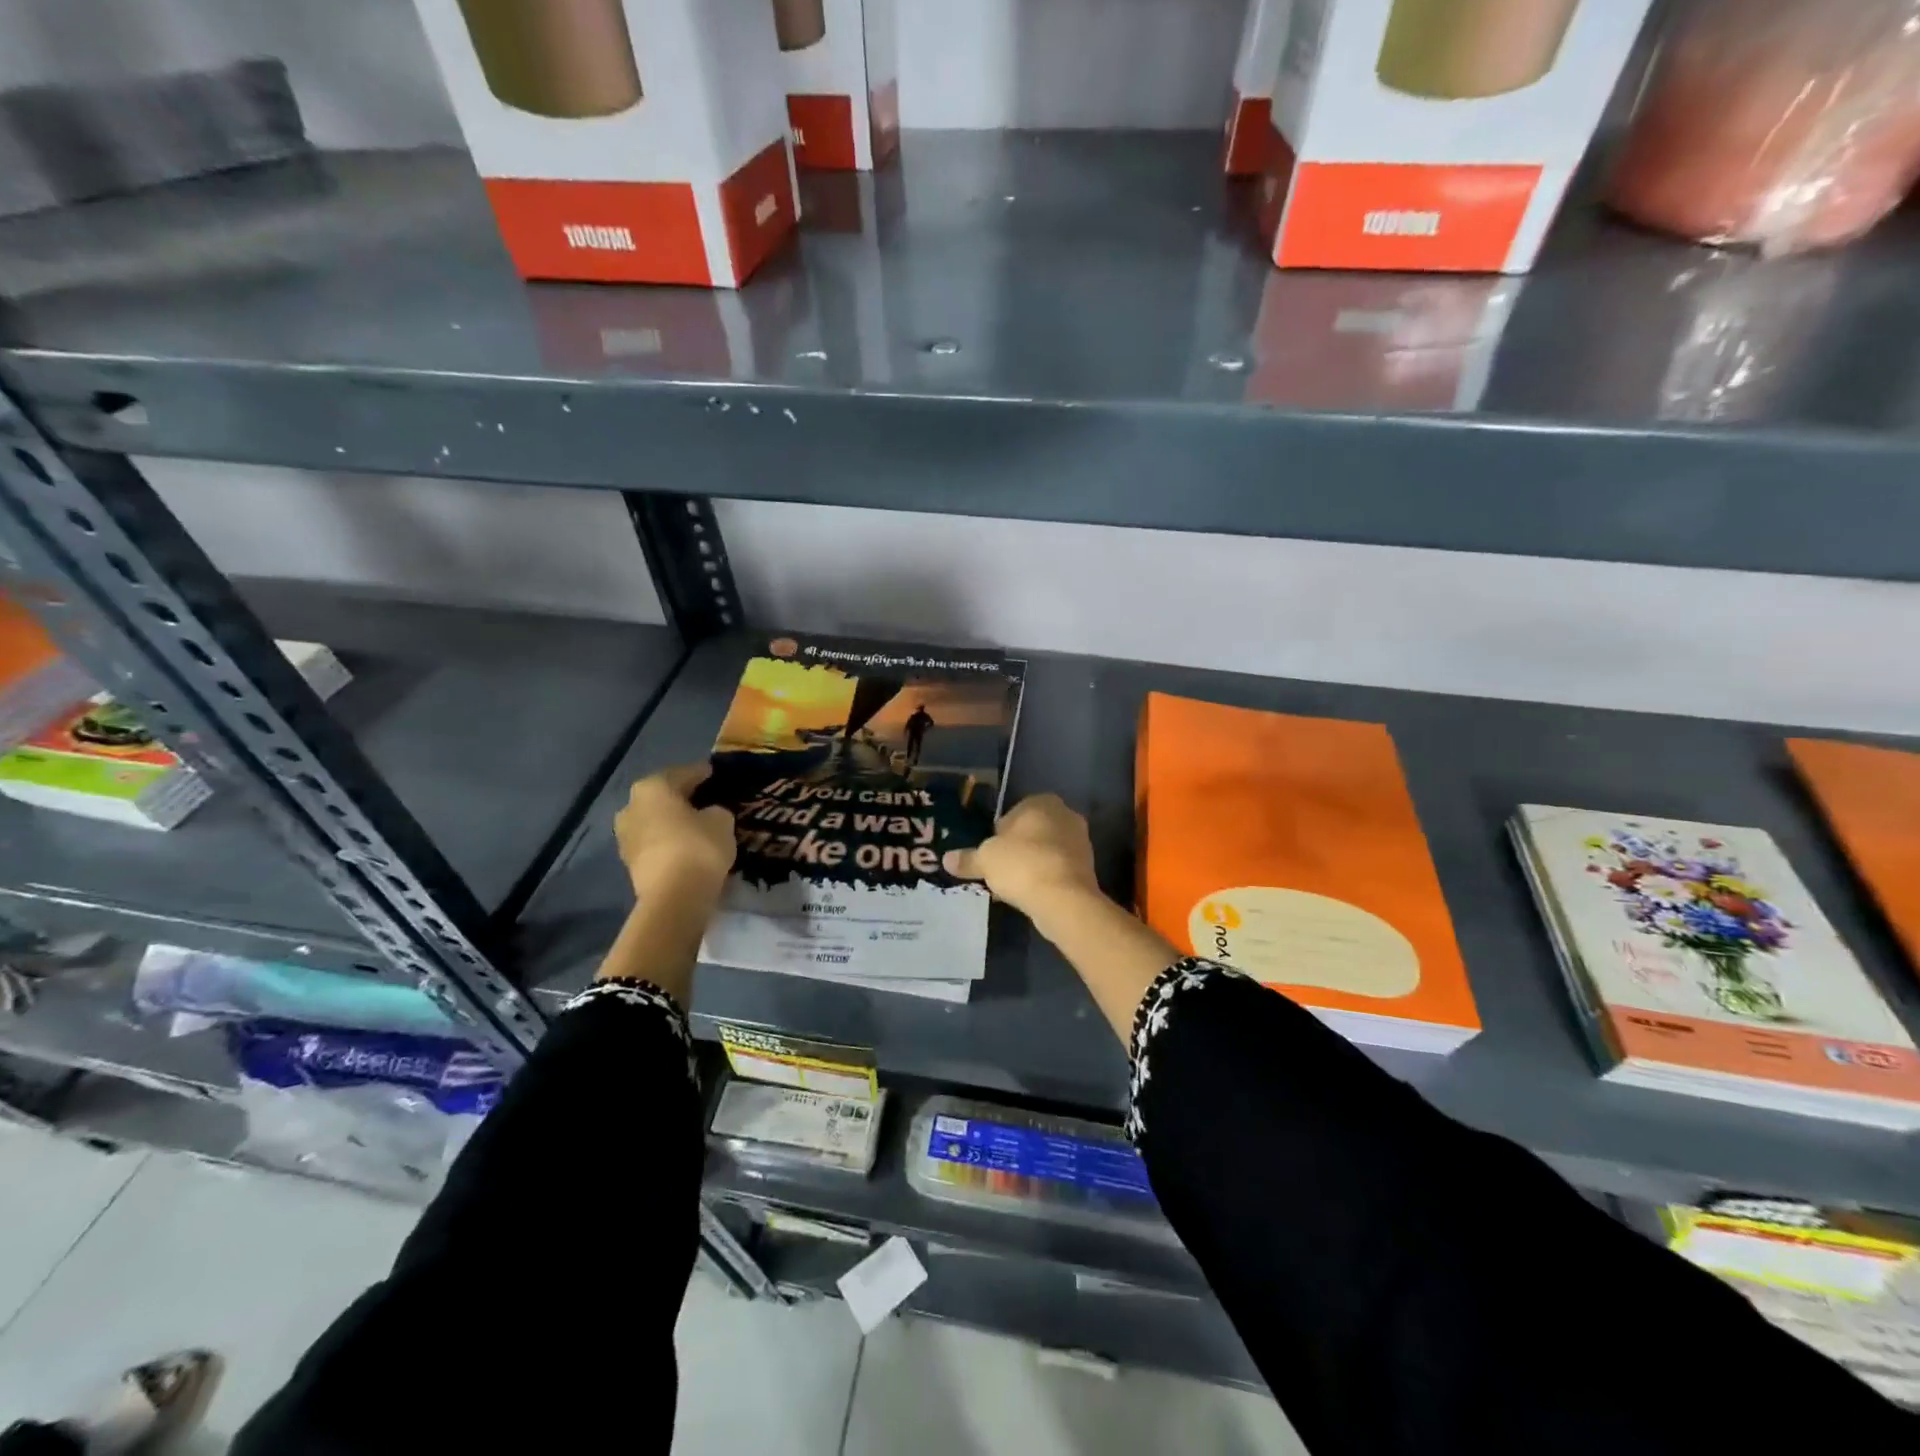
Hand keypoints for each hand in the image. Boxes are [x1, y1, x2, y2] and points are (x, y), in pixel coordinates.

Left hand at [615, 764, 735, 906]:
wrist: (674, 896)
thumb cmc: (698, 846)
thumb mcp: (721, 820)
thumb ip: (715, 810)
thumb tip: (709, 813)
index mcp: (653, 787)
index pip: (683, 773)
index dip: (701, 773)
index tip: (714, 773)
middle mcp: (631, 806)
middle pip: (662, 796)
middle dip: (681, 797)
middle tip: (704, 798)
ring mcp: (625, 835)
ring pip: (655, 820)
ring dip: (672, 821)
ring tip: (695, 824)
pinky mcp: (629, 861)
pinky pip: (653, 842)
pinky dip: (667, 840)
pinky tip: (685, 844)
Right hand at [943, 794, 1100, 923]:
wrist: (1063, 899)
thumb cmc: (1022, 865)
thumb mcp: (985, 860)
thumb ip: (967, 858)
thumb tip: (947, 859)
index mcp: (1042, 801)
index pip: (1013, 813)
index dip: (998, 834)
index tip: (989, 853)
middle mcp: (1065, 815)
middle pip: (1031, 832)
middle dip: (1017, 848)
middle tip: (998, 870)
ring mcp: (1080, 841)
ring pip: (1046, 851)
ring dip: (1031, 864)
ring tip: (1012, 887)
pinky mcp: (1088, 868)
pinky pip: (1057, 869)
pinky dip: (1044, 879)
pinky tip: (1030, 895)